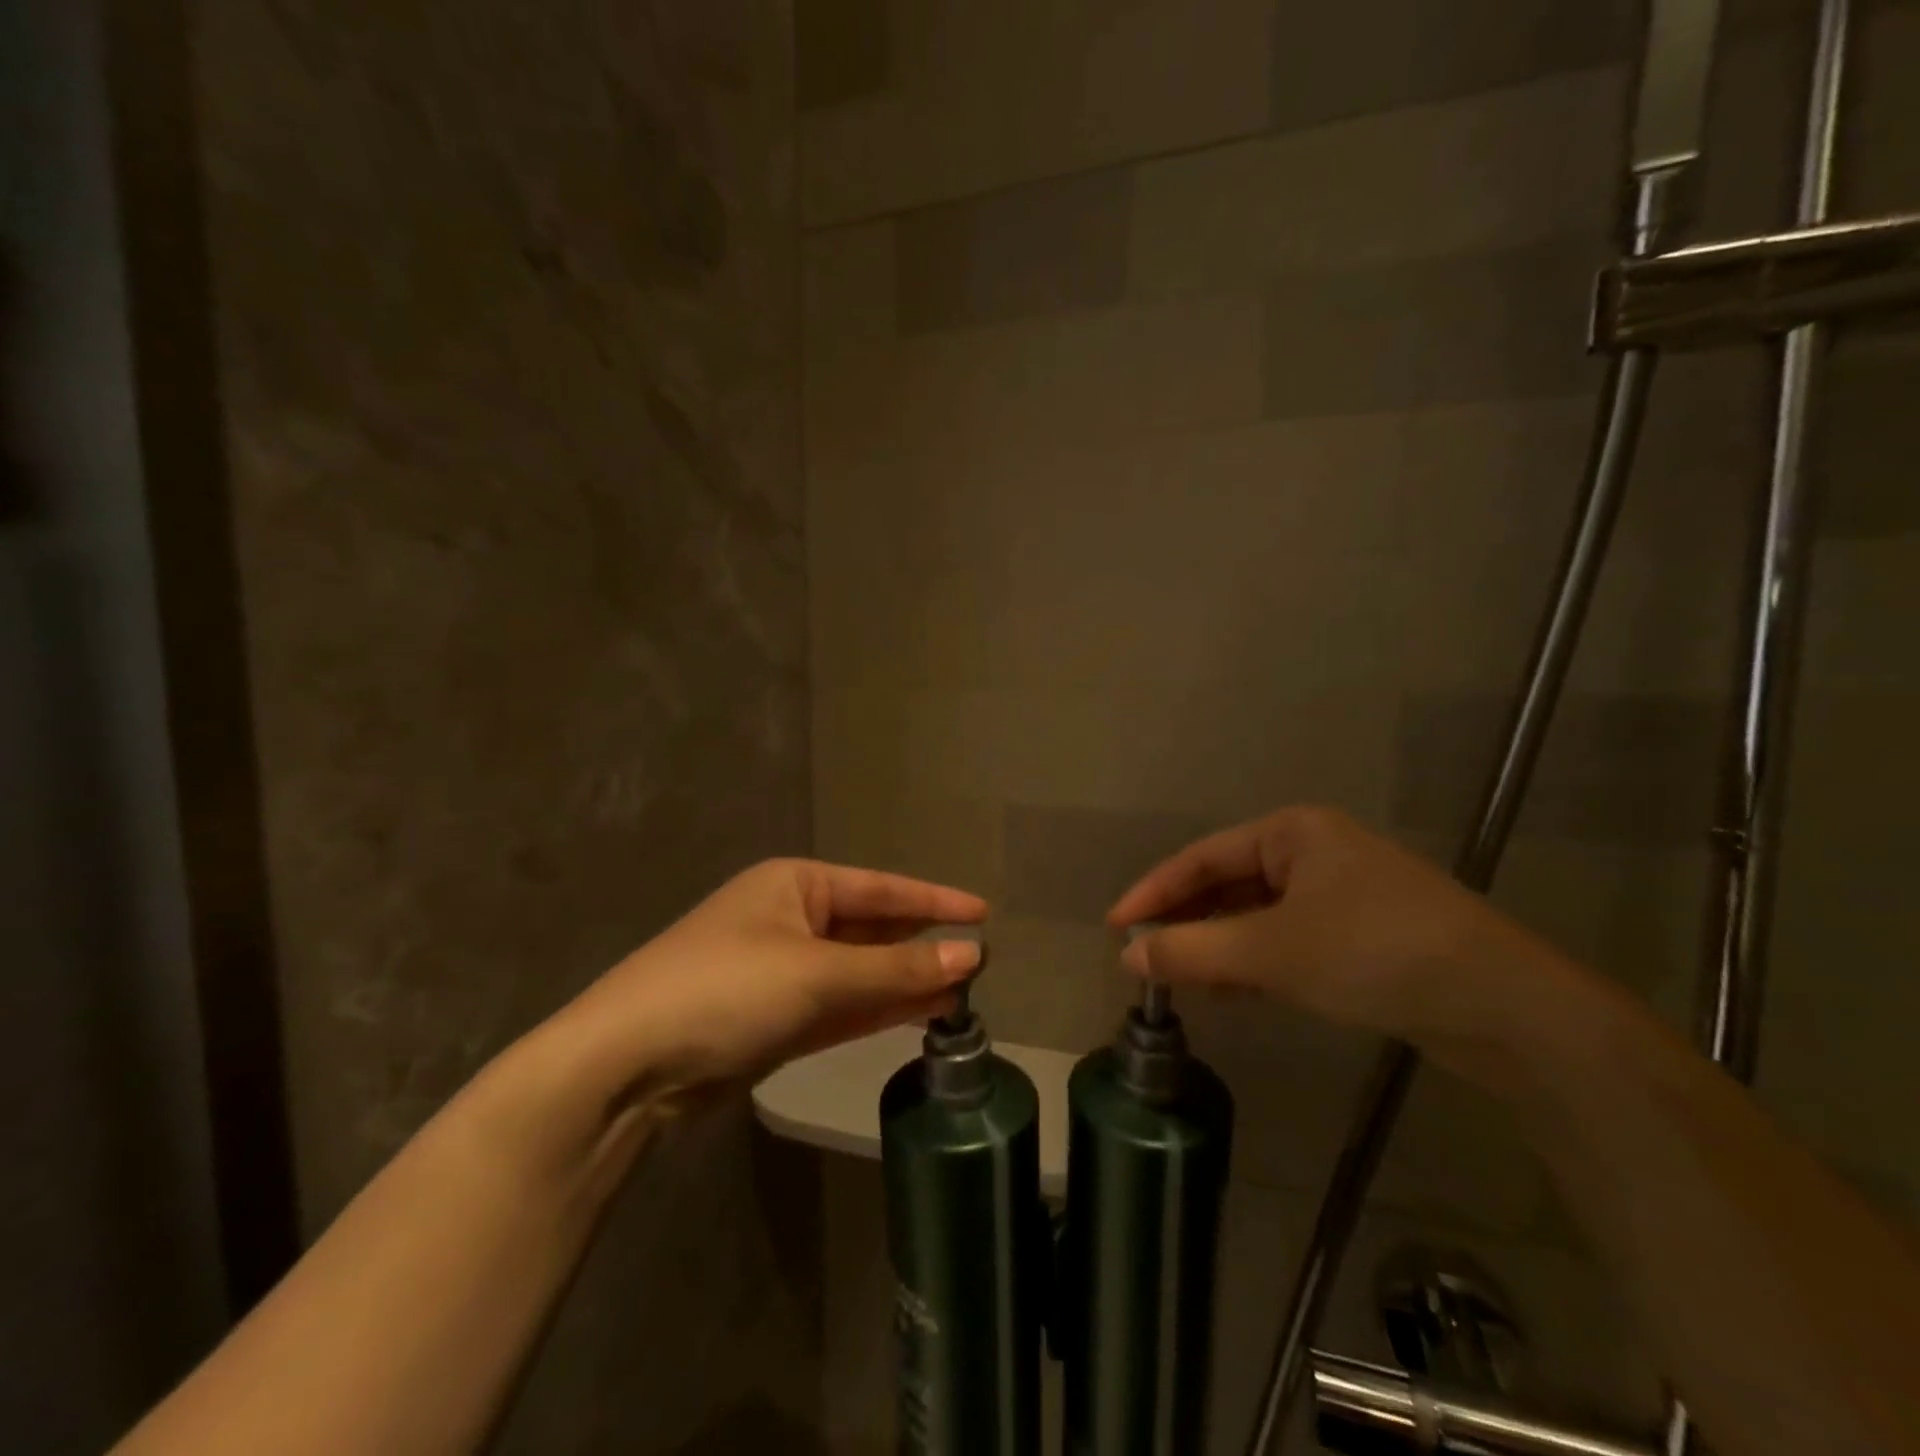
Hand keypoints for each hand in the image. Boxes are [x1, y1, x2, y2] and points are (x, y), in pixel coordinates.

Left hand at [559, 860, 985, 1107]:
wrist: (626, 1066)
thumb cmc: (726, 991)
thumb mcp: (818, 974)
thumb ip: (897, 970)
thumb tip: (972, 955)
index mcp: (795, 885)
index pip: (881, 888)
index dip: (934, 901)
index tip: (983, 913)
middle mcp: (790, 919)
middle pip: (871, 930)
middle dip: (921, 947)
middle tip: (979, 962)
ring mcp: (782, 972)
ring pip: (859, 973)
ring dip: (905, 983)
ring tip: (962, 993)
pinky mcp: (774, 1020)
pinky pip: (840, 1006)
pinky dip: (877, 1010)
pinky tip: (920, 1014)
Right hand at [1108, 807, 1574, 1069]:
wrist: (1506, 1008)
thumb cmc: (1375, 952)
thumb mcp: (1272, 951)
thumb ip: (1193, 951)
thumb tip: (1128, 956)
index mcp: (1292, 832)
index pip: (1201, 858)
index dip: (1153, 892)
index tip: (1115, 927)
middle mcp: (1313, 852)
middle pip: (1228, 885)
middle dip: (1187, 923)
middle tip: (1145, 958)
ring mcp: (1341, 894)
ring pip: (1257, 917)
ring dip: (1219, 947)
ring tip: (1182, 982)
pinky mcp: (1362, 935)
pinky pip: (1288, 941)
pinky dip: (1256, 963)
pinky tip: (1234, 992)